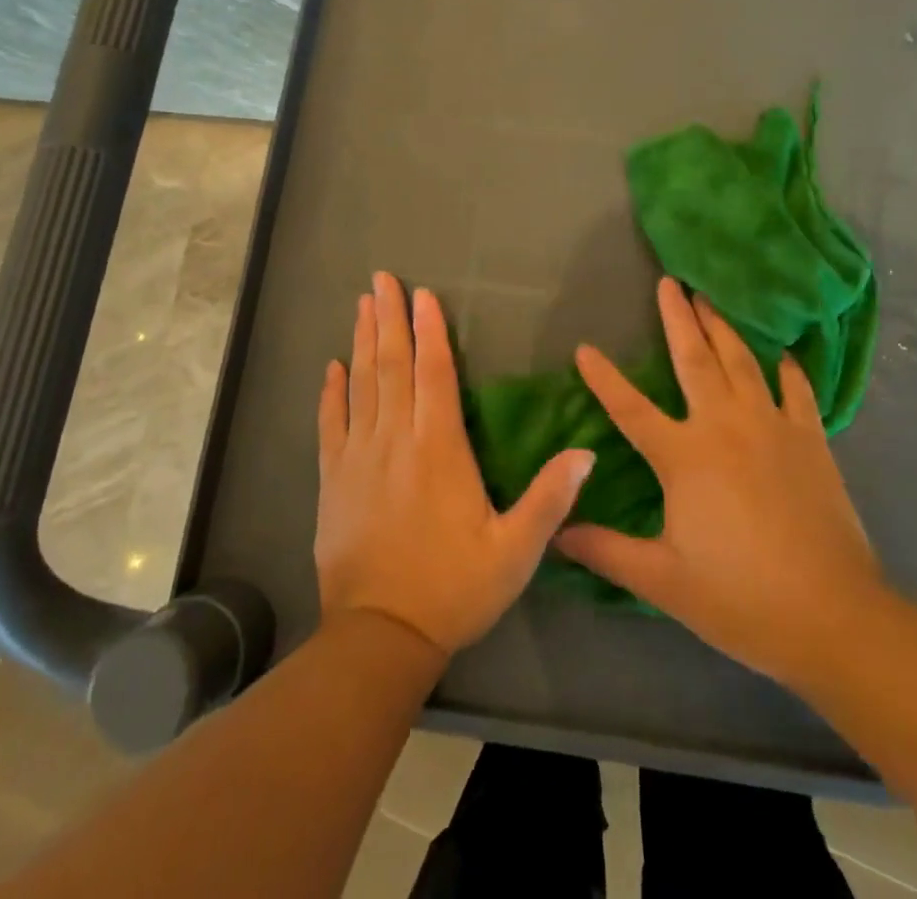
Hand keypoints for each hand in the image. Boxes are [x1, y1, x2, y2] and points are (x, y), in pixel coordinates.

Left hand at [315, 272, 596, 656]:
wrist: (380, 636)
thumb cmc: (454, 589)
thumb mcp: (515, 551)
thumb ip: (550, 499)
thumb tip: (587, 452)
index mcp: (440, 449)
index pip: (435, 373)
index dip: (431, 330)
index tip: (423, 295)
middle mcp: (396, 441)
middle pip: (392, 366)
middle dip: (389, 318)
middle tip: (381, 279)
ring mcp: (358, 458)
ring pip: (361, 385)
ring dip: (362, 341)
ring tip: (361, 304)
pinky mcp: (333, 480)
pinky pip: (330, 424)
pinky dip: (331, 392)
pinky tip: (332, 367)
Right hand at [554, 277, 882, 691]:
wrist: (832, 615)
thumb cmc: (739, 598)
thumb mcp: (662, 580)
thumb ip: (606, 551)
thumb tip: (557, 533)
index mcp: (684, 456)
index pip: (630, 407)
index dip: (604, 378)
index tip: (584, 348)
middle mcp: (725, 426)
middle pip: (694, 359)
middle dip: (678, 318)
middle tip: (669, 282)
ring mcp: (772, 427)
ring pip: (741, 362)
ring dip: (723, 327)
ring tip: (709, 299)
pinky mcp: (810, 440)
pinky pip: (796, 391)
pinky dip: (788, 369)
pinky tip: (782, 355)